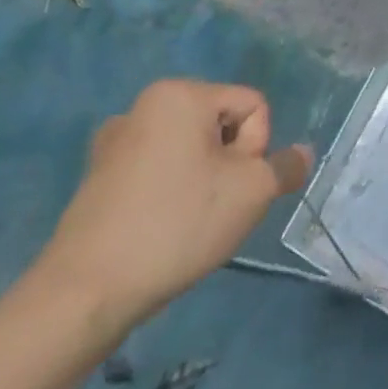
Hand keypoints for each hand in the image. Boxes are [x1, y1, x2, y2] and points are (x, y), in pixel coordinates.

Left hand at [32, 80, 312, 341]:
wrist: (85, 294)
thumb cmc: (178, 224)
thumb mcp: (254, 191)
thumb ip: (286, 166)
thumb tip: (301, 154)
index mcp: (180, 94)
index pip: (254, 107)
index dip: (257, 148)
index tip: (234, 186)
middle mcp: (143, 106)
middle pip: (223, 125)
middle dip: (231, 163)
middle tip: (217, 205)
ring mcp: (115, 143)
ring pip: (193, 151)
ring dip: (205, 180)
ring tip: (189, 221)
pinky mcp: (99, 178)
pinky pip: (161, 171)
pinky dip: (173, 193)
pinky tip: (163, 227)